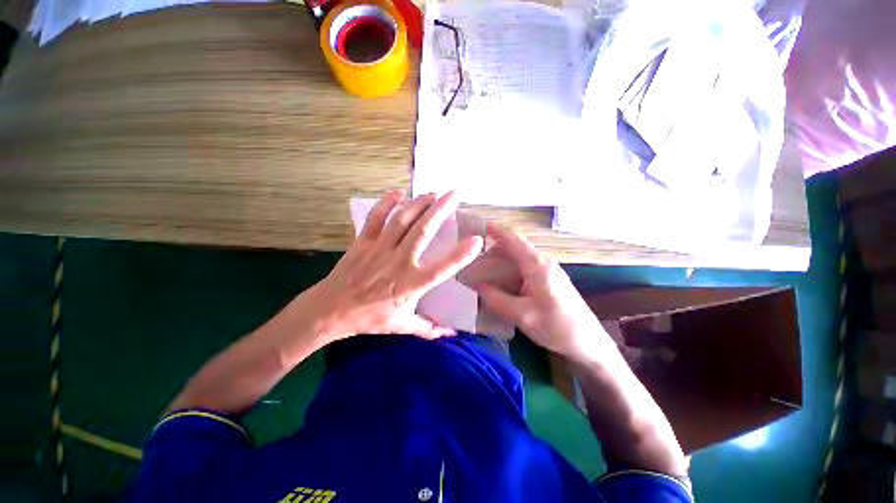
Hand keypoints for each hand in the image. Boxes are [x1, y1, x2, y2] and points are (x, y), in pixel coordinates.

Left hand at [315, 190, 482, 341]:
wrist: (330, 311)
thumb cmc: (369, 319)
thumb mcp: (402, 326)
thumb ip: (428, 329)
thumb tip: (451, 333)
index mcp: (410, 285)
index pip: (441, 269)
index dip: (460, 255)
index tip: (476, 240)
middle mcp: (398, 263)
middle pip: (422, 232)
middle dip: (441, 210)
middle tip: (454, 194)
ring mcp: (379, 249)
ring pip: (401, 220)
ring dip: (419, 203)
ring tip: (433, 193)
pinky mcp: (363, 242)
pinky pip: (375, 218)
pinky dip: (386, 203)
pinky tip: (398, 193)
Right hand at [475, 223, 613, 360]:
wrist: (588, 343)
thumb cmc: (557, 326)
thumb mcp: (521, 315)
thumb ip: (495, 299)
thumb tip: (475, 286)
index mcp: (536, 264)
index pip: (512, 239)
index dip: (494, 230)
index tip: (476, 226)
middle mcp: (542, 261)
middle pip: (513, 247)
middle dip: (492, 250)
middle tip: (472, 259)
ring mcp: (546, 270)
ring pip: (517, 258)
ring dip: (500, 261)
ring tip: (481, 271)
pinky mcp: (548, 280)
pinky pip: (523, 268)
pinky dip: (508, 270)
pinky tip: (499, 283)